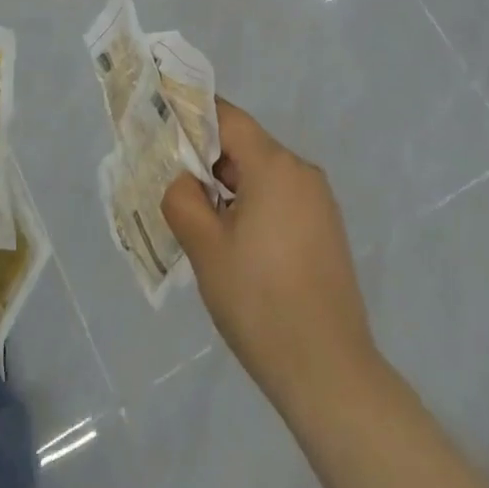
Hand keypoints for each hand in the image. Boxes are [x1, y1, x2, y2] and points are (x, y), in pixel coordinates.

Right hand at [161, 100, 379, 414]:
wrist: (328, 371)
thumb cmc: (259, 302)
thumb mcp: (205, 248)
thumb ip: (182, 198)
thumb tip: (183, 180)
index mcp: (275, 166)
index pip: (227, 118)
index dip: (192, 116)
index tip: (160, 126)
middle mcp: (302, 172)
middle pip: (244, 147)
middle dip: (205, 160)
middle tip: (167, 182)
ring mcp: (319, 203)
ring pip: (261, 176)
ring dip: (227, 188)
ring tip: (194, 218)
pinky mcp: (326, 230)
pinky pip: (280, 200)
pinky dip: (251, 207)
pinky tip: (231, 243)